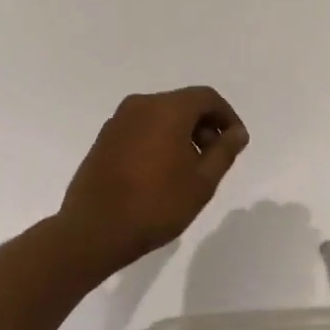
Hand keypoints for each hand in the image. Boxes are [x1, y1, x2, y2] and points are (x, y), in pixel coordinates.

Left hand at [58, 87, 248, 274]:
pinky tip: (161, 172)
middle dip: (204, 126)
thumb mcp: (202, 182)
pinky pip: (141, 128)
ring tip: (188, 169)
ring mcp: (118, 121)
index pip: (206, 97)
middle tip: (214, 158)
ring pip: (161, 116)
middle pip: (183, 104)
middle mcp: (141, 105)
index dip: (227, 117)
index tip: (235, 143)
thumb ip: (224, 151)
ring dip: (181, 133)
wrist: (92, 232)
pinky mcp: (103, 139)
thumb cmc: (155, 204)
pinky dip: (158, 139)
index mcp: (167, 108)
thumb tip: (237, 133)